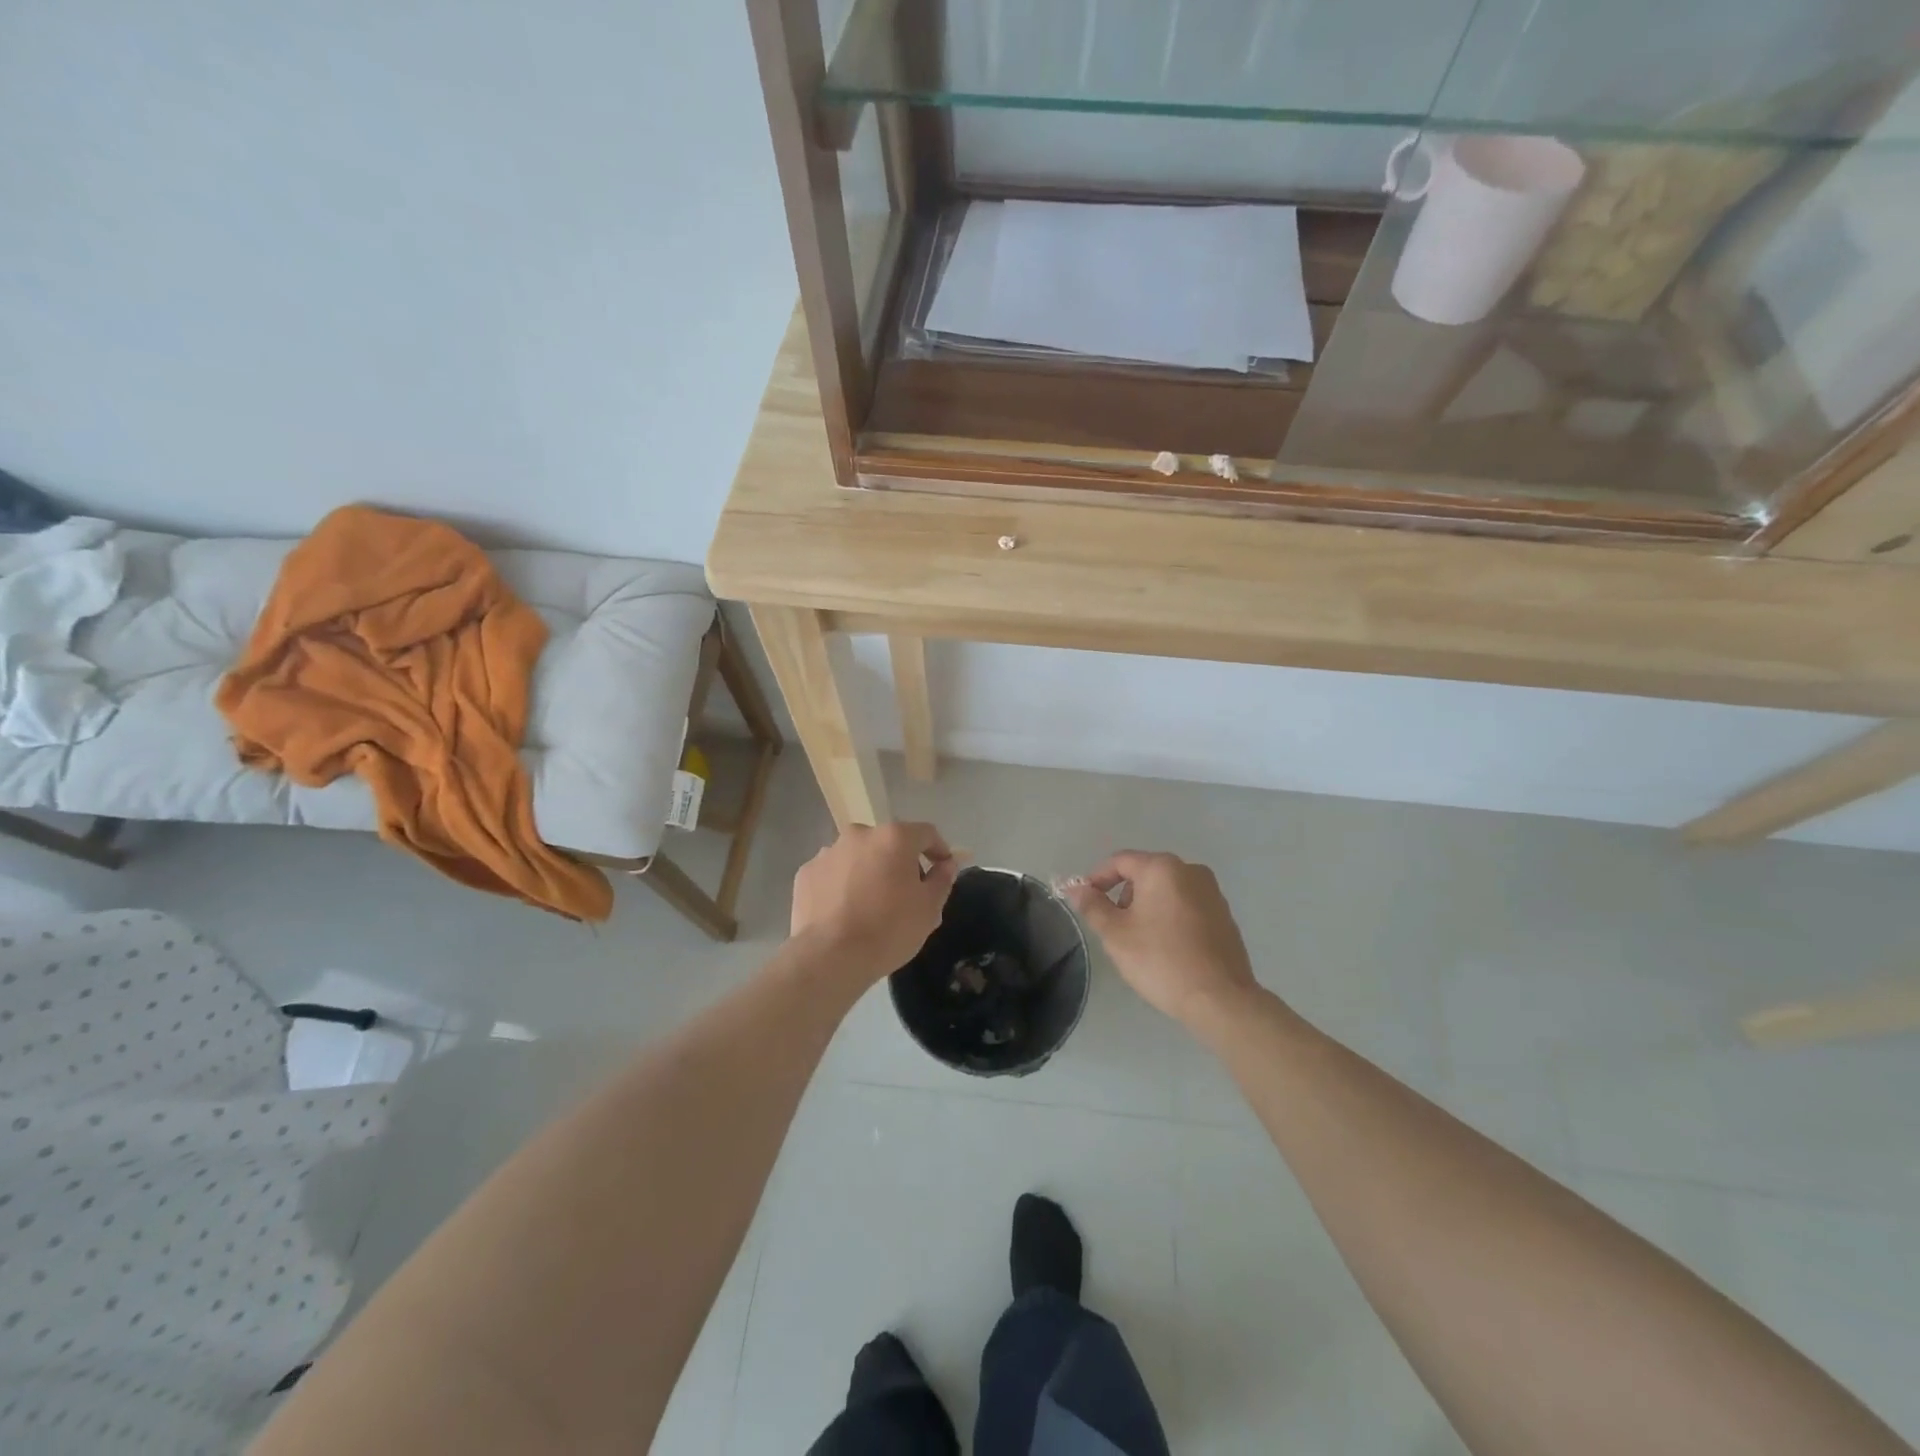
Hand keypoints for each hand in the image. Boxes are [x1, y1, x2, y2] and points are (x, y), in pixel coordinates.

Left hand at [790, 822, 958, 985]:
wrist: (830, 957)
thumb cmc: (889, 930)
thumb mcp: (929, 909)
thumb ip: (942, 879)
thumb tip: (948, 864)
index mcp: (894, 837)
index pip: (926, 833)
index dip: (939, 850)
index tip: (942, 869)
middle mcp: (860, 834)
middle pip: (888, 842)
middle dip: (900, 862)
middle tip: (905, 893)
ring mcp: (828, 852)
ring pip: (858, 856)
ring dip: (869, 871)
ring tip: (870, 905)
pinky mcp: (806, 872)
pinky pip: (833, 873)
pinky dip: (842, 884)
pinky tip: (844, 911)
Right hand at [1062, 851, 1259, 1028]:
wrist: (1220, 999)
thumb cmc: (1161, 960)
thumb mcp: (1116, 934)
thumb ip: (1092, 906)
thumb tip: (1076, 887)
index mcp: (1162, 868)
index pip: (1119, 861)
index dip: (1097, 879)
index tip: (1086, 903)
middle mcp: (1191, 870)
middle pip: (1145, 873)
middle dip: (1124, 896)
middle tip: (1114, 928)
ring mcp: (1212, 892)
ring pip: (1167, 890)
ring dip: (1147, 907)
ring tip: (1141, 942)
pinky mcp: (1225, 915)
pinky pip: (1187, 906)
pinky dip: (1170, 917)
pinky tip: (1168, 948)